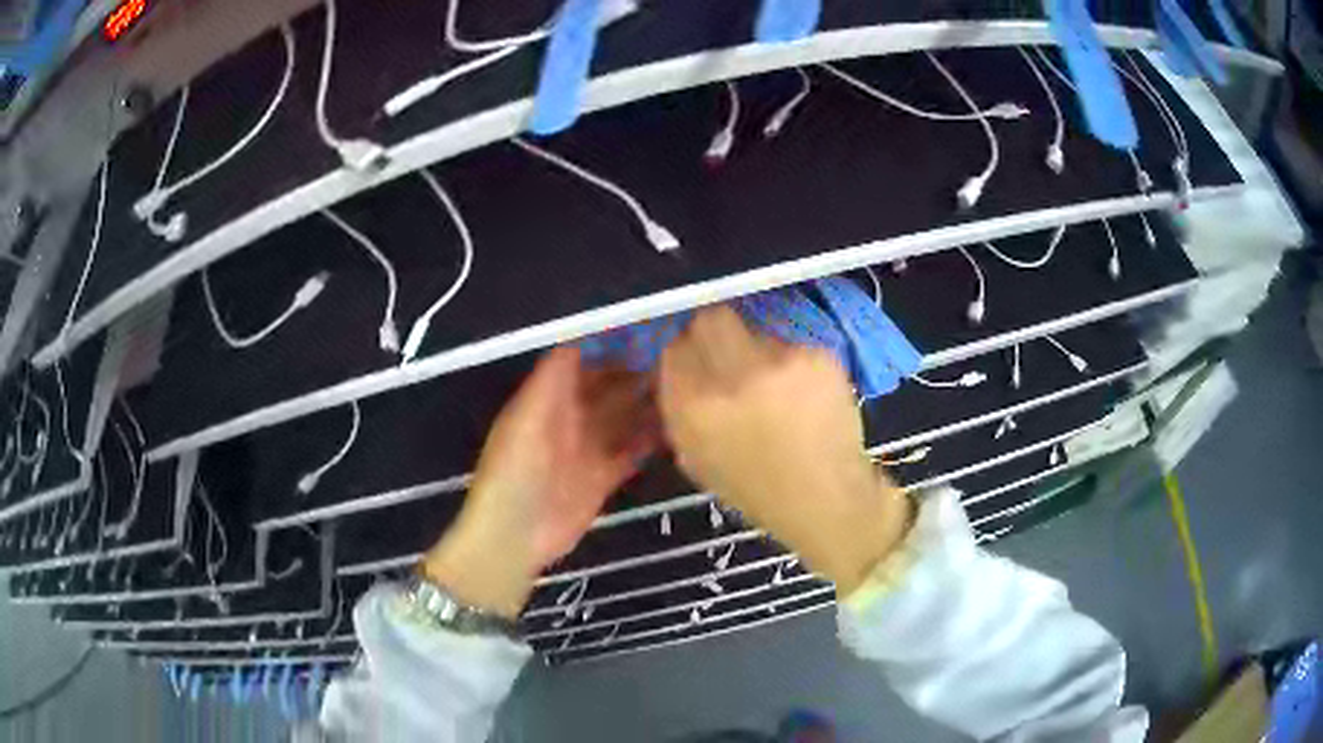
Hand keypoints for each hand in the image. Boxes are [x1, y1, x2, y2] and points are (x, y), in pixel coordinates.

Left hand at [423, 347, 659, 617]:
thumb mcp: (527, 417)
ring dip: (648, 406)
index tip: (646, 332)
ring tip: (685, 390)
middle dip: (637, 375)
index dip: (610, 348)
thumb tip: (580, 335)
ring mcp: (587, 450)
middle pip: (608, 390)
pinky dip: (650, 442)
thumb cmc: (516, 470)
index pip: (582, 364)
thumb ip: (551, 378)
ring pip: (623, 420)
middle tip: (678, 360)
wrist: (515, 535)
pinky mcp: (602, 479)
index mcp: (548, 401)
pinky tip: (676, 430)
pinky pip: (630, 453)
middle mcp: (569, 420)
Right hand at [658, 307, 911, 595]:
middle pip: (710, 319)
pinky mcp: (816, 355)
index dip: (687, 352)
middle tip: (729, 353)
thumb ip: (678, 408)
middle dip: (715, 332)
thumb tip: (678, 367)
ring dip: (758, 353)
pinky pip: (792, 346)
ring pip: (755, 333)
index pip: (675, 348)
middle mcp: (732, 376)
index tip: (697, 361)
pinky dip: (794, 365)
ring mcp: (779, 361)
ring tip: (776, 388)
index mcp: (694, 406)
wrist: (825, 498)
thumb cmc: (755, 489)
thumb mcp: (695, 459)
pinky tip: (805, 394)